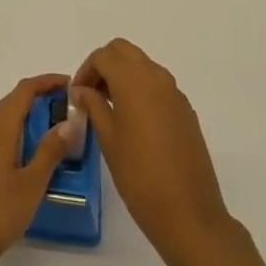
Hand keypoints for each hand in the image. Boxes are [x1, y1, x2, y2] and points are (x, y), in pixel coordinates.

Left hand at [0, 74, 75, 265]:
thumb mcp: (31, 184)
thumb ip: (49, 152)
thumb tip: (67, 123)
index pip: (23, 91)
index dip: (46, 82)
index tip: (70, 84)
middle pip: (11, 102)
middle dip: (38, 98)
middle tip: (66, 109)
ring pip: (2, 120)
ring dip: (26, 117)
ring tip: (52, 130)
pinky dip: (15, 134)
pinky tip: (27, 154)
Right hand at [72, 39, 231, 261]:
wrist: (188, 213)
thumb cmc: (139, 176)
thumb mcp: (108, 139)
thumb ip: (93, 106)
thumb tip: (82, 90)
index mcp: (134, 81)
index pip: (103, 56)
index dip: (85, 70)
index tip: (76, 95)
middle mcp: (156, 78)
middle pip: (124, 51)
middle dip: (104, 65)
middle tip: (91, 93)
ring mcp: (175, 94)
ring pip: (143, 65)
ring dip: (123, 75)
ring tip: (109, 107)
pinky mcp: (185, 111)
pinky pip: (158, 85)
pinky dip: (141, 89)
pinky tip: (133, 121)